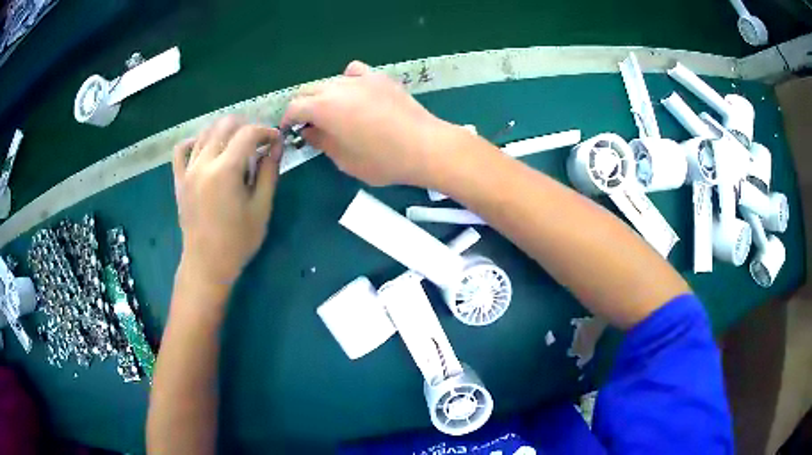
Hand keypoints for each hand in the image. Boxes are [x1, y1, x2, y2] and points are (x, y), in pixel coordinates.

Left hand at [172, 116, 281, 286]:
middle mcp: (204, 163)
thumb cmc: (238, 241)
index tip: (277, 141)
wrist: (207, 264)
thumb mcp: (261, 208)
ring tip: (237, 146)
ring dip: (224, 132)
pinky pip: (181, 150)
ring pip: (205, 132)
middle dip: (246, 127)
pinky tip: (206, 149)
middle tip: (258, 143)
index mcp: (226, 170)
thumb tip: (276, 146)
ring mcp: (188, 170)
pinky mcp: (179, 179)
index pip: (248, 133)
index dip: (267, 132)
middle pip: (225, 125)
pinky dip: (194, 142)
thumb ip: (269, 172)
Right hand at [282, 60, 453, 186]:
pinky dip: (347, 81)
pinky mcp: (379, 78)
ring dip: (323, 95)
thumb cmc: (382, 160)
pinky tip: (354, 94)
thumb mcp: (344, 160)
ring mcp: (361, 79)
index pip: (295, 107)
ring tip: (331, 111)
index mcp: (324, 107)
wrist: (425, 146)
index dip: (288, 120)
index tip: (290, 131)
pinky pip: (354, 72)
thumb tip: (309, 130)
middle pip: (309, 90)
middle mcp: (338, 87)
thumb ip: (321, 142)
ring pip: (330, 81)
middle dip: (303, 106)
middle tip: (309, 124)